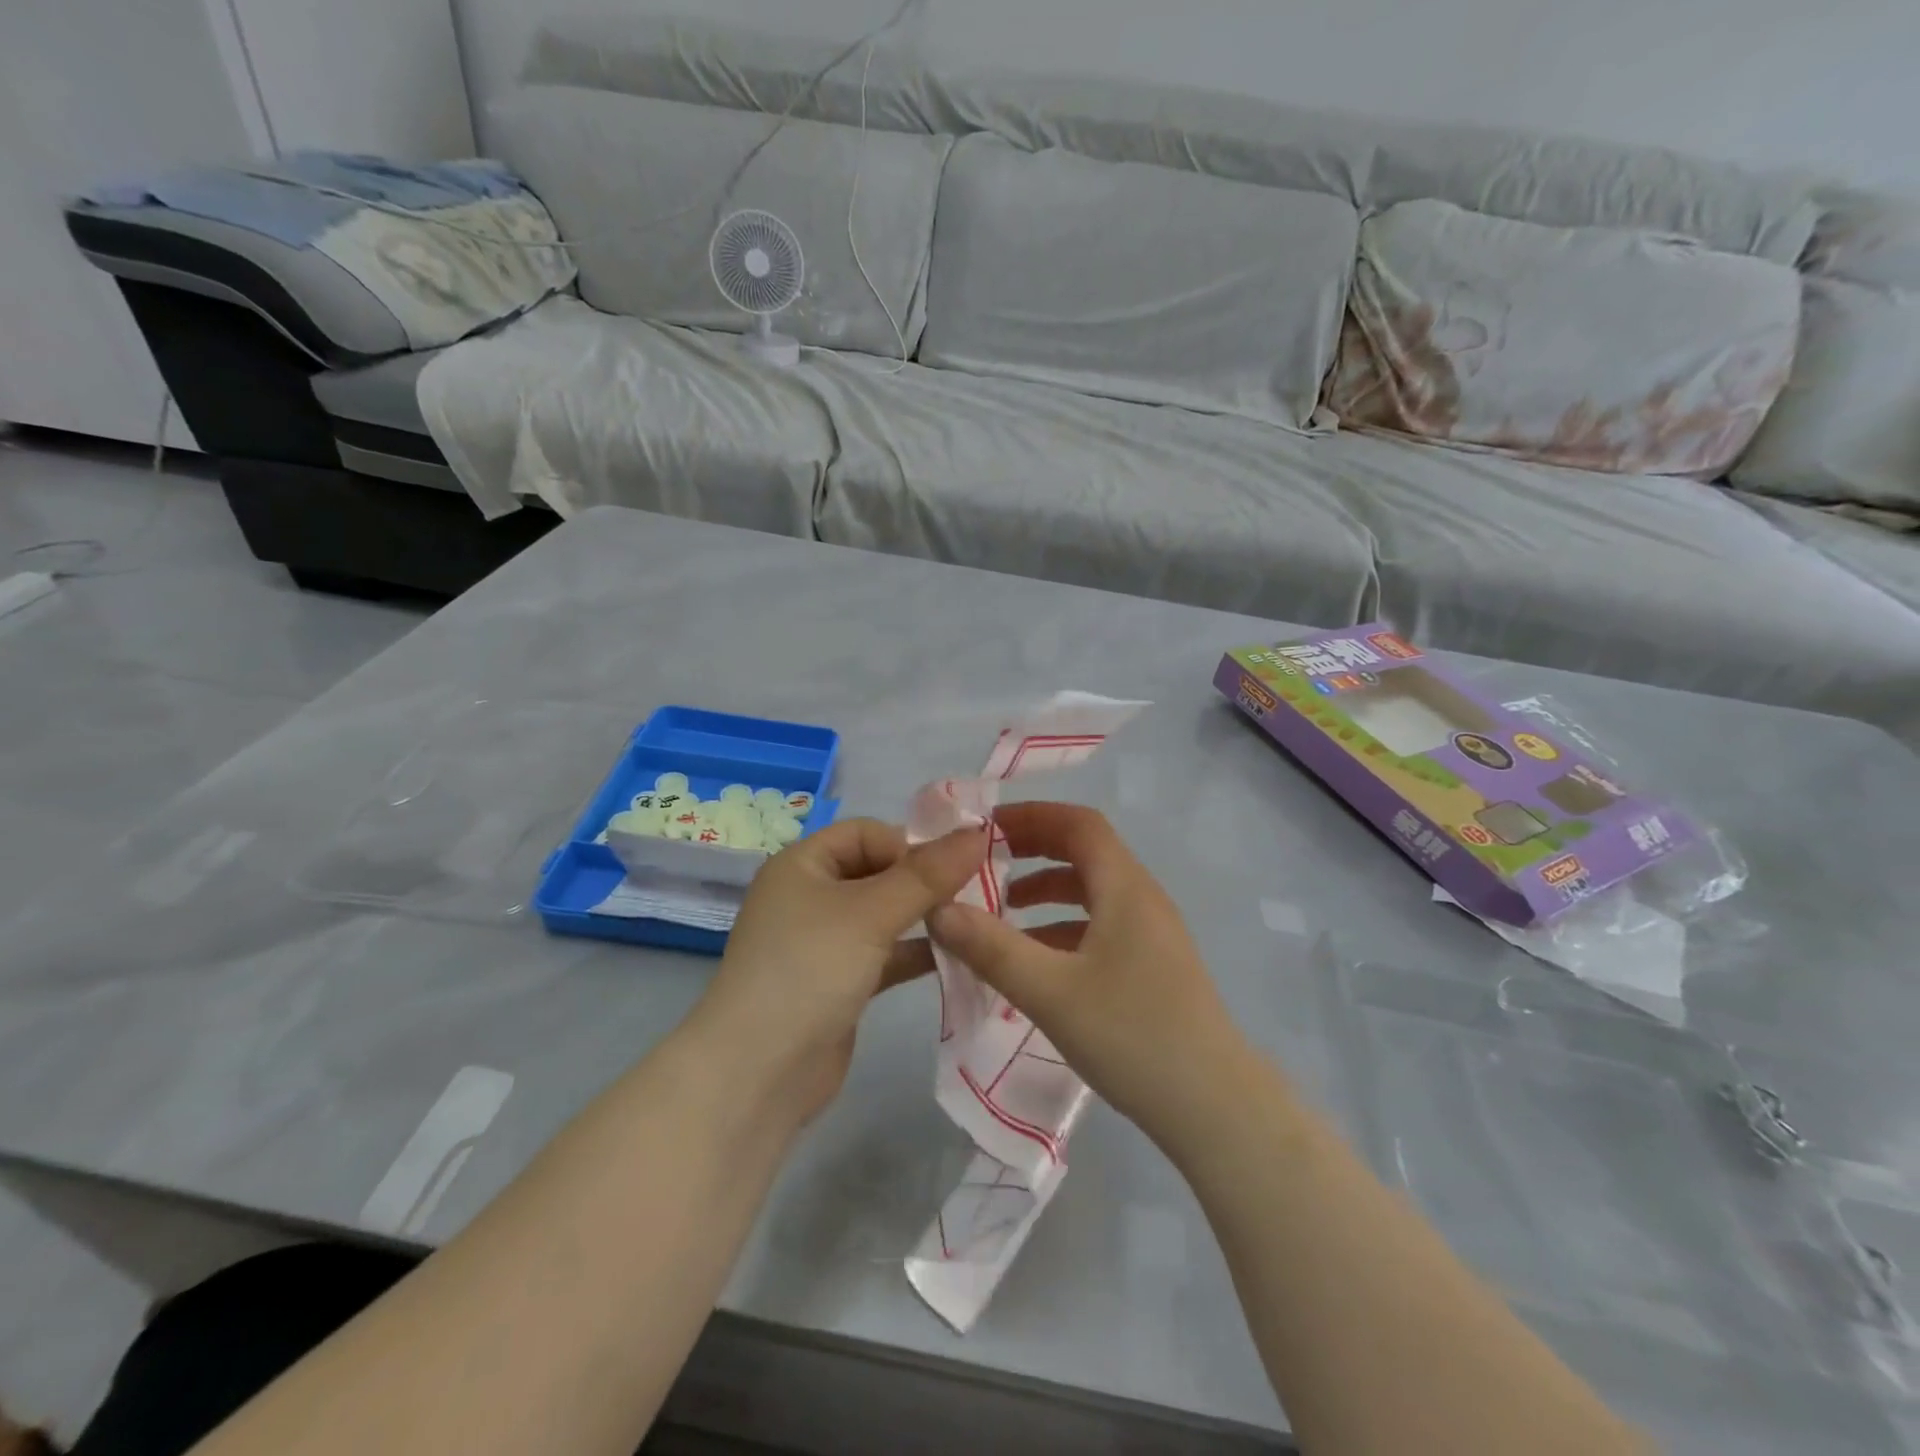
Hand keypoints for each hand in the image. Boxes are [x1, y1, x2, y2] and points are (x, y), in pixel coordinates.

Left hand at [693, 818, 987, 1122]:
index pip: (866, 834)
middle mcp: (810, 896)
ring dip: (924, 917)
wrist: (757, 1074)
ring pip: (884, 915)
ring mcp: (823, 942)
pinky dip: (914, 952)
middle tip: (977, 893)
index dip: (910, 843)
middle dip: (924, 881)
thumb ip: (927, 875)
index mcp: (803, 864)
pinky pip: (884, 954)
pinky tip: (956, 958)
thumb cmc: (809, 970)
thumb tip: (978, 832)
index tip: (955, 866)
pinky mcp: (838, 983)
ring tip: (975, 923)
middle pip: (878, 871)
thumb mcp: (871, 914)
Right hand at [926, 802, 1249, 1150]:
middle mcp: (1142, 899)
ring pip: (1092, 892)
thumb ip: (991, 948)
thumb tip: (938, 910)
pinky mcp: (1153, 966)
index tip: (984, 827)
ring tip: (1001, 910)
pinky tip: (1035, 961)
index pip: (1078, 824)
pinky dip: (1063, 927)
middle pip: (1085, 852)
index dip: (1031, 815)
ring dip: (1046, 890)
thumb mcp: (1050, 992)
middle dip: (1033, 849)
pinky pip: (1101, 927)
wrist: (1215, 1108)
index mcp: (1125, 889)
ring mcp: (1152, 934)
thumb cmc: (1133, 1036)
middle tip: (984, 861)